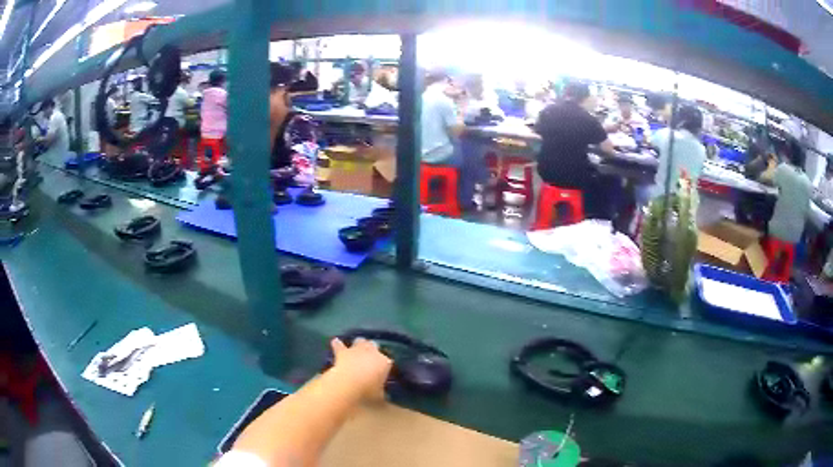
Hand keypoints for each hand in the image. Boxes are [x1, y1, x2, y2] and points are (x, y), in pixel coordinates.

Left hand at [330, 338, 391, 400]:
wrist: (347, 384)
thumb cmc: (367, 392)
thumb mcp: (379, 398)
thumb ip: (383, 396)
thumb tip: (385, 399)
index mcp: (385, 363)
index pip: (388, 362)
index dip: (384, 366)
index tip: (382, 372)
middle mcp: (372, 352)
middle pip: (374, 346)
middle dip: (372, 349)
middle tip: (370, 356)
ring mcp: (356, 350)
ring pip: (360, 341)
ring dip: (359, 344)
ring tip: (357, 346)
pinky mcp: (342, 352)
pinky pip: (339, 345)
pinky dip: (338, 344)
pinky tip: (335, 341)